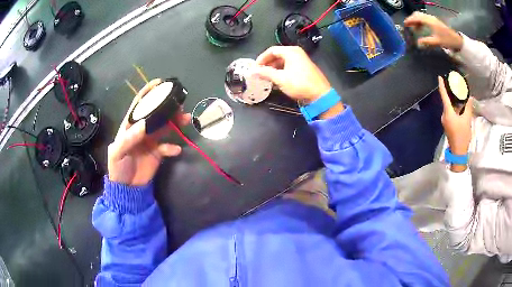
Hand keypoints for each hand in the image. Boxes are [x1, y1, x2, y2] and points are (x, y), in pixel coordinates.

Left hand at [108, 79, 190, 185]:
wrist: (127, 189)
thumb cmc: (118, 168)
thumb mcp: (117, 153)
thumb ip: (128, 139)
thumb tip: (144, 125)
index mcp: (130, 126)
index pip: (138, 105)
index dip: (147, 93)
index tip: (159, 83)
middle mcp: (141, 130)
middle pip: (155, 114)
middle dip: (166, 106)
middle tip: (178, 104)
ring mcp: (151, 141)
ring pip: (165, 126)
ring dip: (175, 122)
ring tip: (185, 119)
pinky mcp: (158, 153)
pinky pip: (168, 146)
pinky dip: (172, 147)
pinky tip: (176, 150)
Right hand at [254, 46, 331, 103]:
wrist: (320, 95)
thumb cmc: (299, 84)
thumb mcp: (280, 79)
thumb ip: (266, 73)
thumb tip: (252, 71)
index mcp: (291, 51)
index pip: (271, 50)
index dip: (261, 58)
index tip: (255, 67)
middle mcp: (296, 53)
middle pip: (277, 55)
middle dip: (267, 63)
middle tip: (259, 72)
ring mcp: (301, 60)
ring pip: (283, 61)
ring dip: (274, 68)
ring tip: (267, 77)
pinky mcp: (304, 67)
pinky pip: (289, 65)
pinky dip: (281, 70)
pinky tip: (277, 79)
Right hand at [404, 12, 462, 50]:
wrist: (457, 41)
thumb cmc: (447, 41)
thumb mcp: (437, 42)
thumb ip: (427, 42)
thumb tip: (418, 43)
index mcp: (430, 21)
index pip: (417, 17)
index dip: (410, 20)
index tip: (405, 24)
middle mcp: (430, 18)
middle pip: (418, 15)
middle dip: (412, 19)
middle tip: (408, 26)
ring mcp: (433, 19)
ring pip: (421, 16)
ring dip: (416, 20)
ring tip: (414, 28)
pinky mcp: (435, 21)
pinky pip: (425, 18)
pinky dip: (420, 22)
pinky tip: (421, 28)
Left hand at [438, 75, 472, 156]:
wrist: (458, 152)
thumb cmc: (462, 135)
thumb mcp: (467, 120)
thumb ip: (468, 107)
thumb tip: (470, 98)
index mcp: (447, 113)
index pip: (443, 96)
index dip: (441, 86)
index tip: (439, 77)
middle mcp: (444, 115)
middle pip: (447, 102)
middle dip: (451, 94)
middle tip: (455, 87)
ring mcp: (445, 121)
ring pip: (449, 108)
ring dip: (454, 103)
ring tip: (460, 96)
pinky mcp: (447, 125)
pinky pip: (450, 114)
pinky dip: (455, 110)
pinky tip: (460, 108)